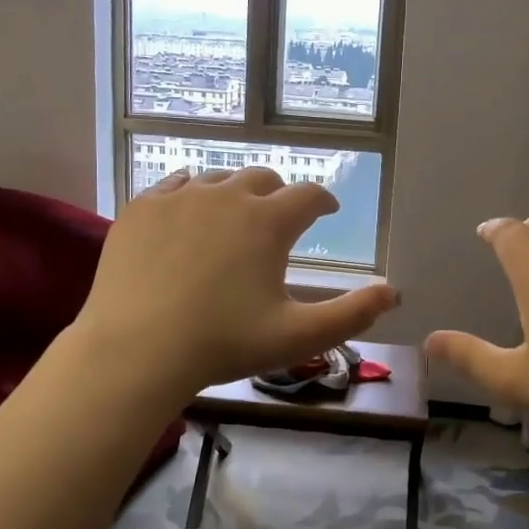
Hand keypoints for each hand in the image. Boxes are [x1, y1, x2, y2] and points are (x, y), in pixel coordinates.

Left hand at [73, 167, 399, 394]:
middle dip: (279, 194)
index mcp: (268, 221)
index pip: (308, 195)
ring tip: (234, 217)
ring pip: (218, 179)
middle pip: (263, 178)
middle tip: (279, 216)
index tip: (327, 210)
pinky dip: (191, 195)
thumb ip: (352, 314)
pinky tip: (188, 214)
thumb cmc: (223, 344)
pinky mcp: (141, 207)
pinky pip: (175, 186)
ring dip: (235, 193)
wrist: (135, 350)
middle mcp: (227, 195)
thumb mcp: (297, 336)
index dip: (323, 201)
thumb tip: (393, 292)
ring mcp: (179, 197)